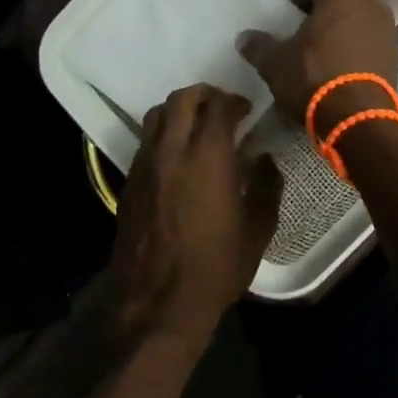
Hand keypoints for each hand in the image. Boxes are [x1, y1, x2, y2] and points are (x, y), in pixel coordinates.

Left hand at [111, 85, 283, 349]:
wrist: (157, 302)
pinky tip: (178, 154)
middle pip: (183, 98)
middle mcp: (173, 150)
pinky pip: (146, 139)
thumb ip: (267, 186)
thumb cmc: (216, 267)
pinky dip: (163, 133)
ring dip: (180, 110)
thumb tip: (264, 159)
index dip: (235, 100)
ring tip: (197, 125)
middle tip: (222, 108)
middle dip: (205, 94)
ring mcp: (146, 163)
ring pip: (157, 114)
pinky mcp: (129, 180)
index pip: (218, 105)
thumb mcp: (258, 229)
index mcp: (208, 156)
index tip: (247, 110)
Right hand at [237, 0, 397, 130]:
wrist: (358, 117)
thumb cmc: (313, 78)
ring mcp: (387, 27)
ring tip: (333, 36)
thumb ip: (259, 46)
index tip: (290, 5)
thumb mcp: (276, 64)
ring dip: (353, 16)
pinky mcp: (397, 52)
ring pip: (368, 9)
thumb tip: (244, 37)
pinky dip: (365, 37)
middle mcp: (369, 2)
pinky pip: (377, 34)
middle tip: (313, 15)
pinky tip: (350, 55)